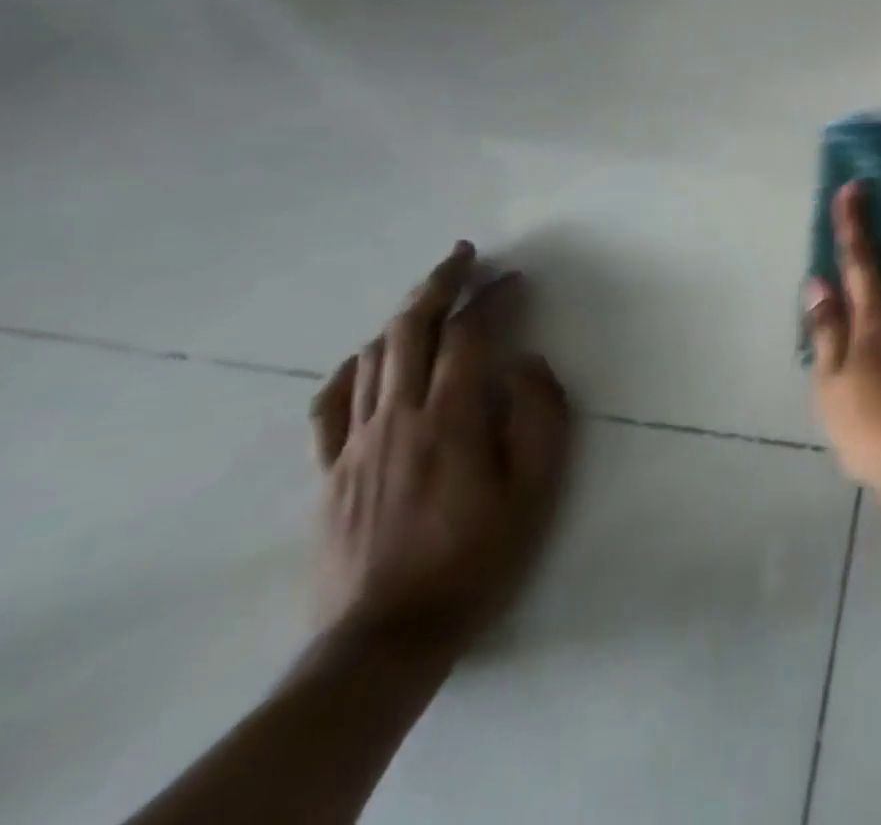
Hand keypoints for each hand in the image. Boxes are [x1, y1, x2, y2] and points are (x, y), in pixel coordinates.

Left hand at [307, 242, 572, 661]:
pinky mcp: (328, 472)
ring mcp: (354, 444)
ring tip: (429, 292)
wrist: (386, 638)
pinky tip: (369, 355)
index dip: (494, 298)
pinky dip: (352, 367)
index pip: (471, 336)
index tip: (517, 279)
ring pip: (372, 357)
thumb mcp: (537, 489)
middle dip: (439, 283)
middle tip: (464, 255)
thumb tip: (528, 363)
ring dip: (403, 314)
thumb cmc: (477, 558)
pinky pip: (329, 404)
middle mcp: (397, 418)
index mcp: (450, 419)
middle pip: (411, 329)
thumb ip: (540, 417)